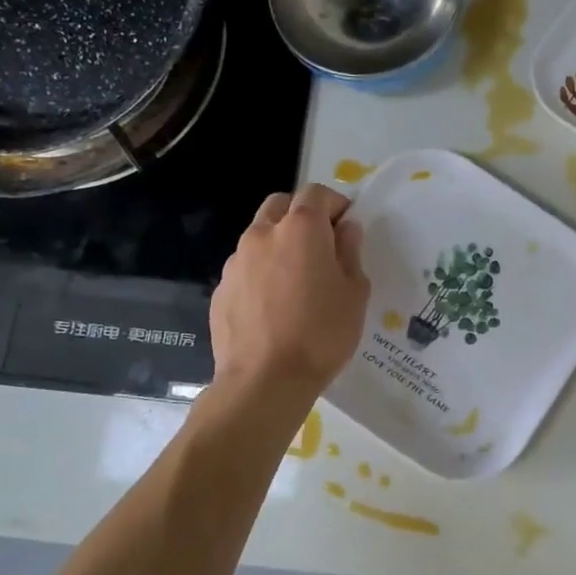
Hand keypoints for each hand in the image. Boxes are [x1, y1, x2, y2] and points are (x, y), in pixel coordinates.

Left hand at [210, 184, 368, 395]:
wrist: (265, 381)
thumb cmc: (322, 334)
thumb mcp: (355, 292)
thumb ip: (350, 252)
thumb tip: (345, 230)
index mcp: (301, 228)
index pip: (316, 193)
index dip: (335, 204)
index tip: (346, 227)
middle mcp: (263, 234)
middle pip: (281, 205)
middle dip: (302, 215)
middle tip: (320, 246)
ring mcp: (236, 261)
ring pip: (260, 235)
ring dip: (279, 243)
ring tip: (295, 280)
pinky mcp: (220, 289)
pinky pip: (245, 267)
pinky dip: (261, 272)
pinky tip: (273, 306)